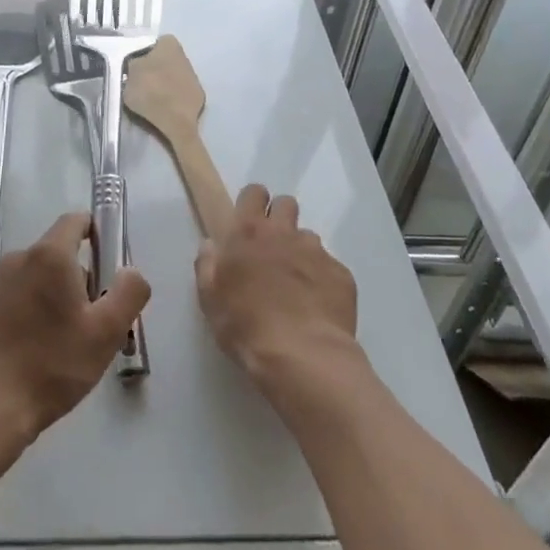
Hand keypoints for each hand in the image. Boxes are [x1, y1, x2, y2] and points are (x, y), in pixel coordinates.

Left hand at [0, 212, 150, 439]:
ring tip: (68, 344)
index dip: (98, 232)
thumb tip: (131, 272)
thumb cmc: (51, 365)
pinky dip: (33, 314)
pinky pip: (18, 298)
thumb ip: (128, 292)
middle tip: (96, 321)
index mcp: (50, 256)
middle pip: (59, 254)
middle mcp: (19, 259)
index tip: (111, 265)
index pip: (76, 221)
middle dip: (81, 278)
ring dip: (57, 298)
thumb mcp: (106, 332)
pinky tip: (39, 353)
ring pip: (38, 279)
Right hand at [196, 184, 358, 388]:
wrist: (302, 356)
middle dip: (280, 218)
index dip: (253, 203)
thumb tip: (211, 244)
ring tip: (296, 285)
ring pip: (308, 237)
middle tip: (272, 248)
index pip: (254, 193)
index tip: (249, 222)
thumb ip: (207, 265)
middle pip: (286, 204)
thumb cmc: (246, 326)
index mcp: (249, 233)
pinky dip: (322, 279)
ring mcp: (316, 252)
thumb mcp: (210, 299)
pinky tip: (316, 305)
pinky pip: (329, 267)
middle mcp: (284, 233)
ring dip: (300, 252)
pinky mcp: (341, 274)